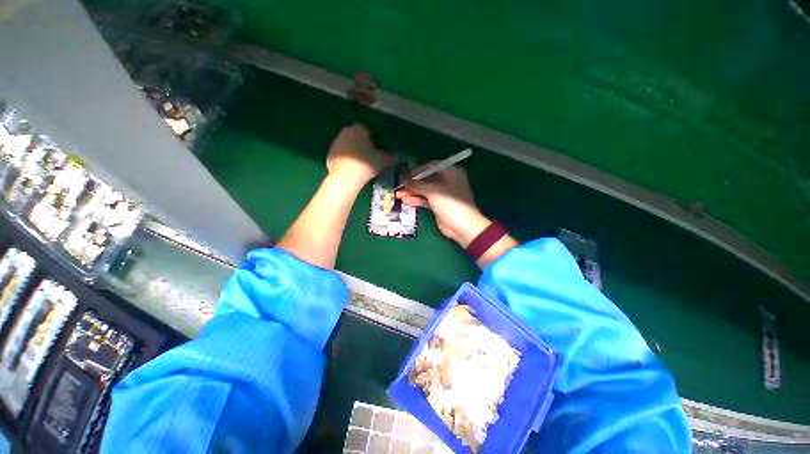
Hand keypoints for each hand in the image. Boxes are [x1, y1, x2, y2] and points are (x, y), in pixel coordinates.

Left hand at [327, 124, 394, 186]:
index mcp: (358, 129)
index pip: (368, 129)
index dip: (375, 139)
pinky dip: (347, 160)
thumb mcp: (383, 161)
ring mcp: (335, 143)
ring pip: (349, 146)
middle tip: (372, 157)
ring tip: (363, 164)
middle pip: (357, 137)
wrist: (345, 178)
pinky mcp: (330, 155)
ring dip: (355, 152)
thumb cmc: (366, 164)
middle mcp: (345, 132)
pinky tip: (353, 169)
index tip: (379, 149)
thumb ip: (391, 157)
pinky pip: (342, 156)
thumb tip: (396, 157)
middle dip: (364, 145)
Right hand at [396, 165, 489, 246]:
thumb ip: (418, 185)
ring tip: (398, 194)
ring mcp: (443, 194)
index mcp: (451, 172)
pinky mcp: (439, 205)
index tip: (406, 175)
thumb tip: (404, 180)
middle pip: (427, 179)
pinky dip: (416, 200)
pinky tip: (405, 201)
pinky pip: (426, 200)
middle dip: (413, 183)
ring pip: (425, 190)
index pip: (432, 166)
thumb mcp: (433, 191)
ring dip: (412, 192)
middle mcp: (447, 181)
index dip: (418, 170)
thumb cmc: (450, 203)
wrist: (462, 226)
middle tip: (399, 185)